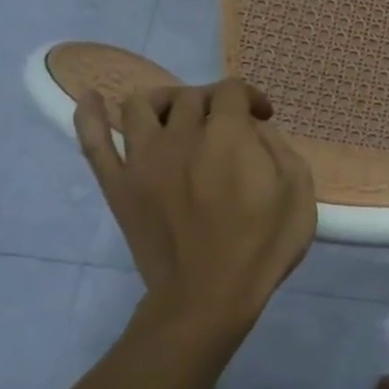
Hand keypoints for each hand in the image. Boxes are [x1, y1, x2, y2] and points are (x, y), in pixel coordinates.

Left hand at [76, 78, 315, 337]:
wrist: (209, 297)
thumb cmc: (262, 246)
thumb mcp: (298, 192)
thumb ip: (279, 148)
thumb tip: (255, 130)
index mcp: (227, 135)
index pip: (232, 90)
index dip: (251, 97)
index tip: (263, 118)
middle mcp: (181, 136)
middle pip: (190, 96)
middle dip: (214, 102)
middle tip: (226, 127)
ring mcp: (142, 159)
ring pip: (141, 105)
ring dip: (164, 102)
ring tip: (178, 118)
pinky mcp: (118, 185)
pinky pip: (94, 142)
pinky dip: (90, 116)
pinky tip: (92, 99)